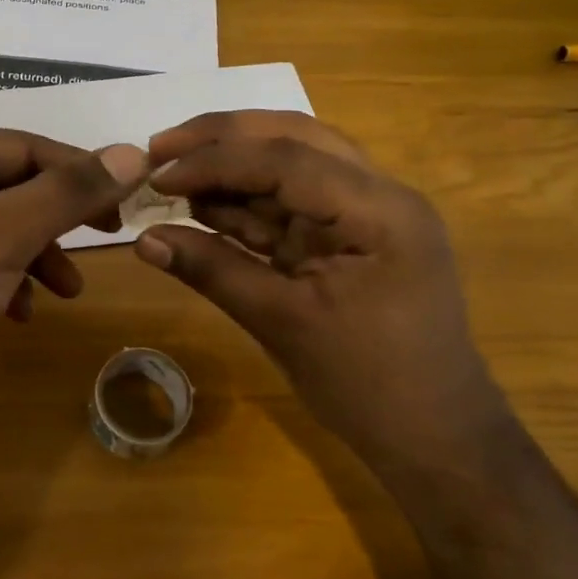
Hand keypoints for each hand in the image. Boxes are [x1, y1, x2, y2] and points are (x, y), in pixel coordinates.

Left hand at [0, 129, 147, 454]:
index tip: (129, 197)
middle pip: (14, 186)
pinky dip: (11, 281)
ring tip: (67, 290)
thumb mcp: (3, 233)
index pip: (23, 146)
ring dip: (40, 254)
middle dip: (58, 217)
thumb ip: (69, 192)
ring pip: (3, 229)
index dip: (79, 169)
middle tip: (109, 236)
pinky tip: (22, 312)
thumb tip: (135, 152)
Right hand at [132, 110, 510, 474]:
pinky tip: (199, 206)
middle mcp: (378, 195)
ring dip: (229, 167)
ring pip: (289, 165)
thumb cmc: (369, 386)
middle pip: (292, 139)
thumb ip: (213, 271)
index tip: (156, 174)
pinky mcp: (346, 238)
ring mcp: (364, 215)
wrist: (434, 439)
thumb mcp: (283, 324)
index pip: (286, 159)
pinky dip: (243, 204)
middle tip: (159, 147)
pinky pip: (289, 205)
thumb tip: (143, 239)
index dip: (214, 160)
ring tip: (169, 174)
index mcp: (379, 210)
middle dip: (222, 139)